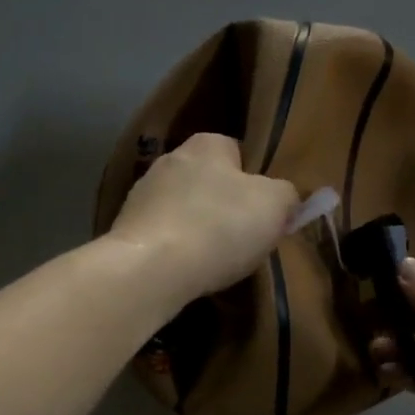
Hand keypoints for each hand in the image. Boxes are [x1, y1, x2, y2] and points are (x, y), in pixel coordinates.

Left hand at [105, 133, 298, 304]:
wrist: (151, 269)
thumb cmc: (220, 227)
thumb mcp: (275, 205)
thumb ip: (287, 194)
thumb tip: (285, 197)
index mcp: (207, 143)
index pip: (239, 151)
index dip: (258, 180)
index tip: (268, 211)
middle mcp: (170, 158)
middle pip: (210, 181)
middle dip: (227, 205)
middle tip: (248, 238)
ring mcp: (142, 194)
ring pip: (185, 209)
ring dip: (200, 229)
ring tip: (218, 260)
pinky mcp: (126, 229)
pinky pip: (164, 235)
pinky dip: (178, 250)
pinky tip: (189, 271)